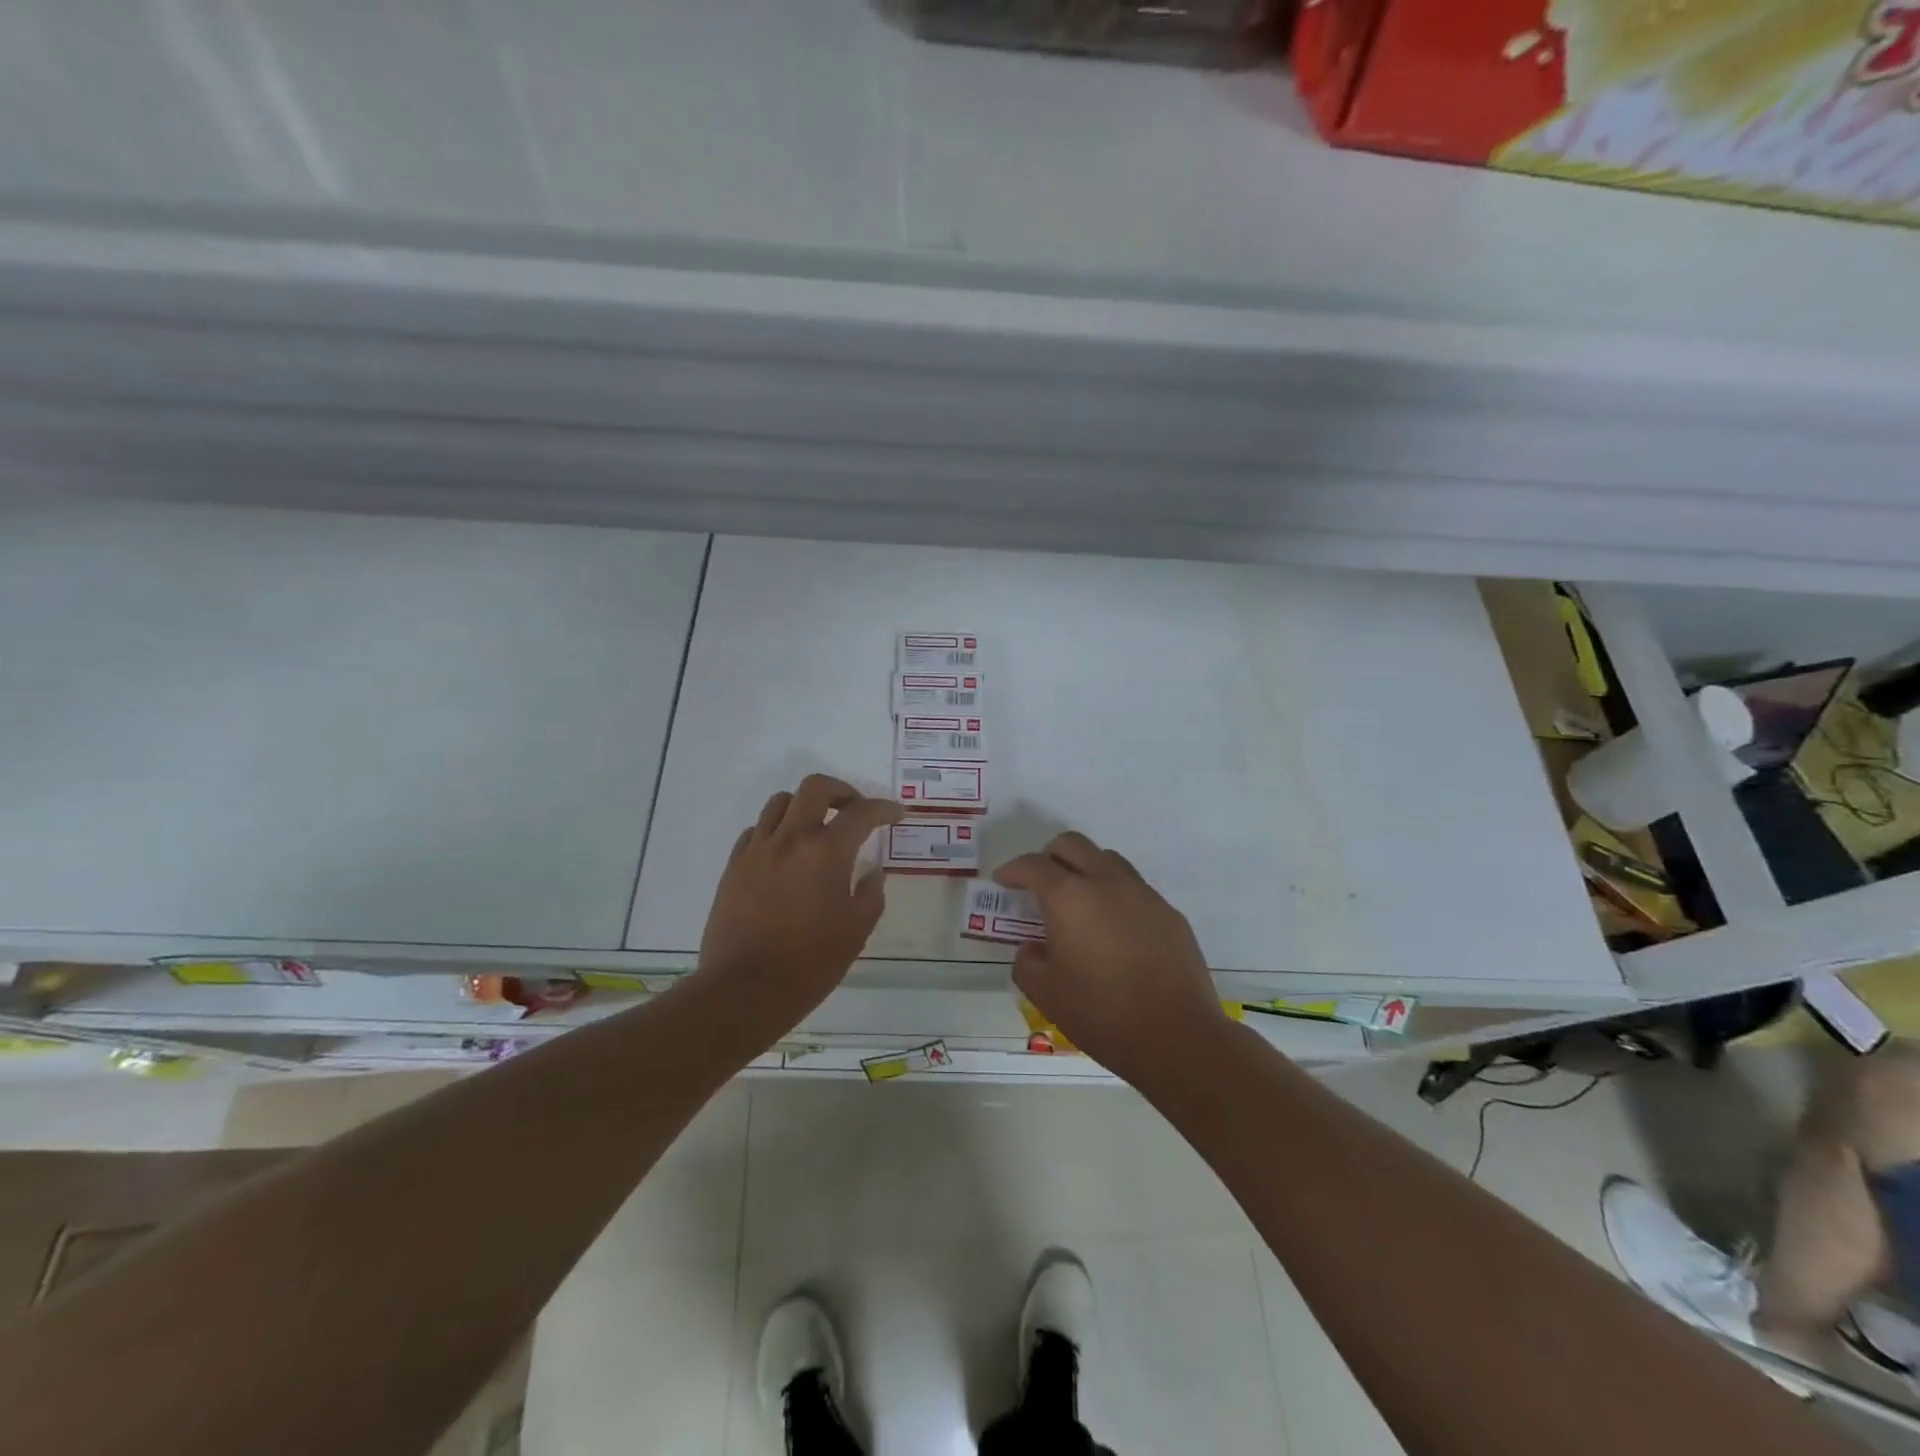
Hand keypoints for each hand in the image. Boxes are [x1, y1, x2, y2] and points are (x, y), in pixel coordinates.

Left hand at [696, 775, 903, 1025]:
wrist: (743, 991)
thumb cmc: (809, 964)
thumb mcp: (856, 932)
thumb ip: (870, 895)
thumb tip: (872, 872)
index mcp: (826, 853)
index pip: (861, 813)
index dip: (884, 808)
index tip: (896, 814)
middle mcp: (790, 839)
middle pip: (815, 787)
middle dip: (842, 791)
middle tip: (855, 811)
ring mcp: (757, 850)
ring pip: (780, 802)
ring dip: (805, 806)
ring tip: (817, 829)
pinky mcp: (733, 866)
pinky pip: (757, 830)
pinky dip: (777, 830)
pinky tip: (785, 854)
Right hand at [996, 832, 1229, 1086]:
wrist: (1176, 1037)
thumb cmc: (1101, 1014)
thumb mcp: (1045, 994)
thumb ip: (1027, 962)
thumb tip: (1033, 948)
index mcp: (1069, 897)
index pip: (1033, 865)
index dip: (1013, 870)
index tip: (1003, 881)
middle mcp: (1106, 882)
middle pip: (1072, 844)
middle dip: (1048, 856)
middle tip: (1038, 883)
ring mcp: (1143, 894)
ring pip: (1107, 859)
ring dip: (1085, 869)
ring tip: (1078, 902)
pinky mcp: (1169, 913)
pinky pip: (1134, 889)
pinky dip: (1115, 896)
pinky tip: (1114, 931)